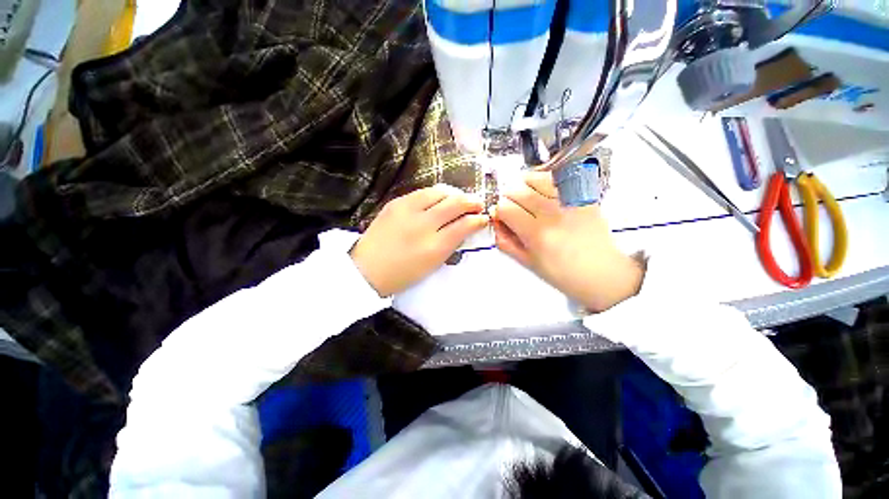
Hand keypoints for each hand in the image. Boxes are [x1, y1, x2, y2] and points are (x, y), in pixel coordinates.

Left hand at [351, 185, 487, 296]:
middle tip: (477, 204)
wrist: (367, 269)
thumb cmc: (402, 273)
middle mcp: (423, 224)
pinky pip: (422, 192)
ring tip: (459, 199)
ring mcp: (407, 210)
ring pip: (439, 192)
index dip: (477, 219)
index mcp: (434, 247)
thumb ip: (451, 244)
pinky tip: (439, 200)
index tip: (483, 218)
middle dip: (471, 201)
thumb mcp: (432, 265)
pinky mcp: (396, 203)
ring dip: (454, 194)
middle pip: (455, 203)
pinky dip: (436, 194)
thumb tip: (466, 227)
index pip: (464, 225)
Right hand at [493, 172, 643, 311]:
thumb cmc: (563, 274)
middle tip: (513, 210)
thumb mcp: (528, 263)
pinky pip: (556, 178)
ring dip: (523, 187)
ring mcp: (569, 201)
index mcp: (537, 234)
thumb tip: (495, 221)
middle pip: (517, 190)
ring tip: (527, 199)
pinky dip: (543, 181)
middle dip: (508, 199)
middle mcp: (553, 213)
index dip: (499, 212)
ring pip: (534, 178)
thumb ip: (506, 241)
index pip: (505, 207)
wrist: (602, 273)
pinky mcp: (582, 195)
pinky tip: (543, 193)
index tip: (502, 218)